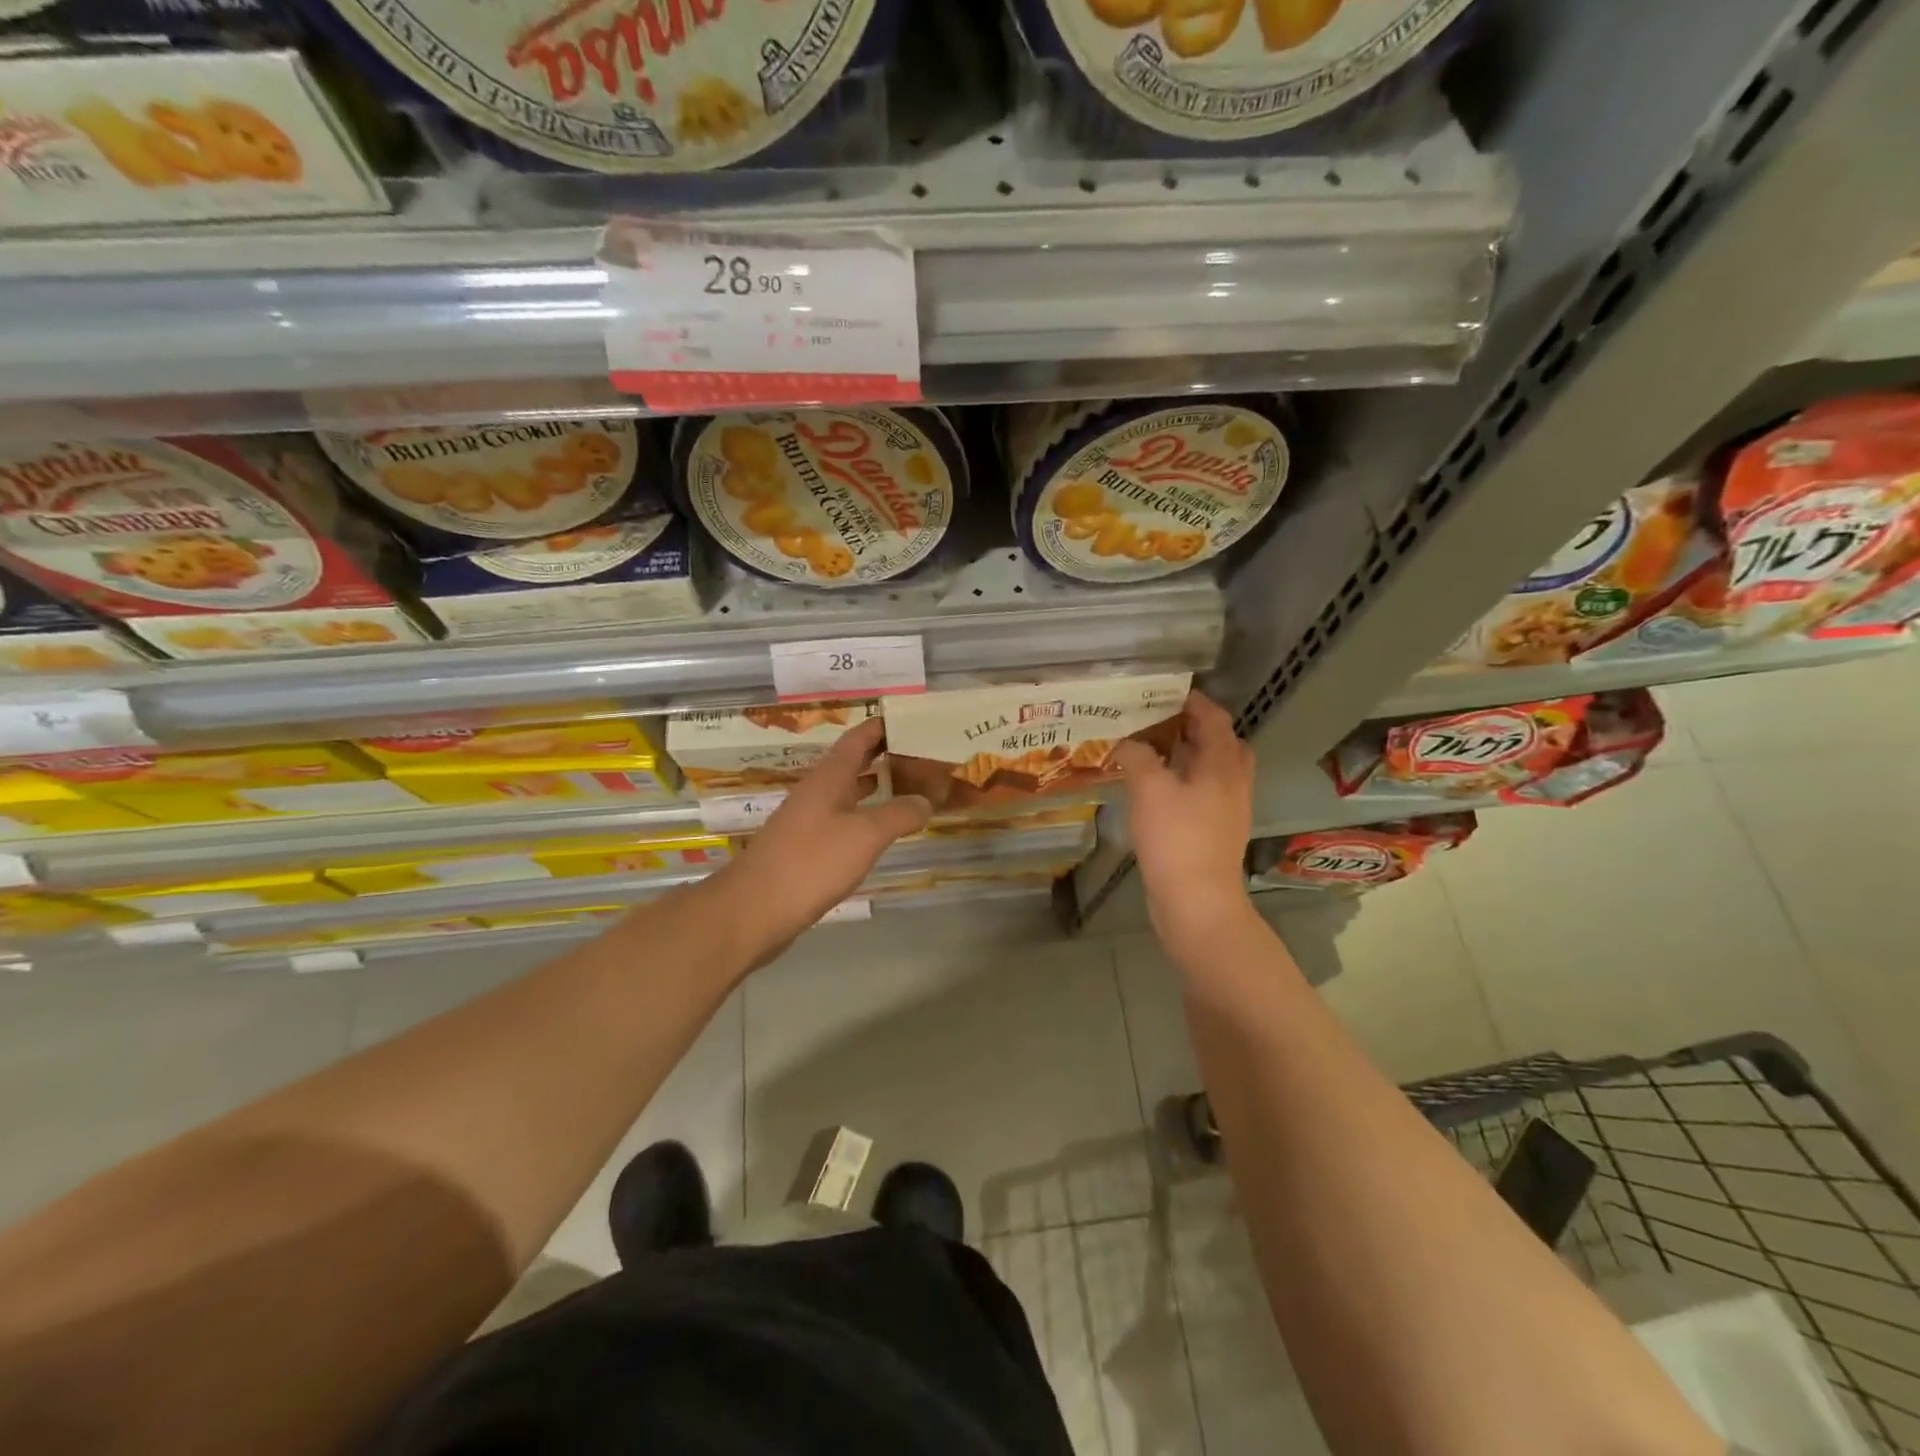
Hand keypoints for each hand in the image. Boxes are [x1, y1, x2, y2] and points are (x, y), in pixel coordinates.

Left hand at [713, 717, 930, 966]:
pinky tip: (880, 832)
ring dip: (875, 787)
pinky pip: (842, 821)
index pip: (858, 738)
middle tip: (922, 756)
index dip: (882, 726)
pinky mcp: (805, 849)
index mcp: (829, 777)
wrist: (755, 910)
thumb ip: (899, 814)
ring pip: (847, 793)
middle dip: (884, 756)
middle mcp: (817, 792)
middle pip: (852, 763)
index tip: (912, 720)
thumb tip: (926, 800)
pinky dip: (865, 817)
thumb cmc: (811, 862)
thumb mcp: (865, 835)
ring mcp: (808, 821)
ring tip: (910, 788)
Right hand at [1113, 691, 1256, 947]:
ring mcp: (1227, 810)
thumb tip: (1128, 742)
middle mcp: (1233, 782)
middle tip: (1157, 722)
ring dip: (1186, 756)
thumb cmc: (1176, 839)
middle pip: (1220, 742)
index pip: (1214, 718)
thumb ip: (1138, 756)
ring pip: (1211, 770)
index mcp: (1223, 764)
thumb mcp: (1149, 788)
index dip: (1192, 701)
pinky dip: (1182, 782)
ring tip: (1151, 752)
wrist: (1197, 902)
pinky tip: (1154, 791)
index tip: (1163, 692)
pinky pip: (1202, 794)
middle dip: (1192, 727)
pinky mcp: (1215, 832)